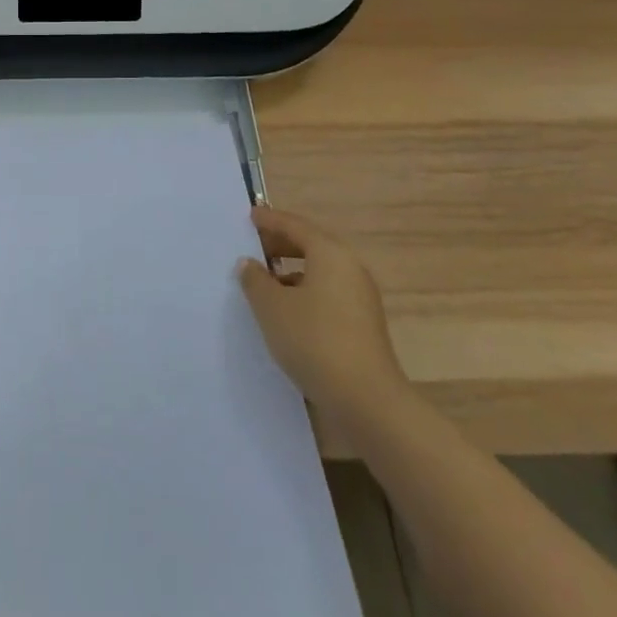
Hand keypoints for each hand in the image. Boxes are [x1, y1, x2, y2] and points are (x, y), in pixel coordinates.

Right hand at [238, 205, 407, 416]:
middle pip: (311, 246)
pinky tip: (286, 312)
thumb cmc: (314, 340)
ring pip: (320, 272)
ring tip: (264, 283)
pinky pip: (328, 294)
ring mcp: (360, 298)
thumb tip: (249, 264)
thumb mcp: (272, 307)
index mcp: (330, 253)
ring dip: (292, 272)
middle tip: (253, 248)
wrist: (367, 400)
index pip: (295, 226)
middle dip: (280, 245)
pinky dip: (305, 293)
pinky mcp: (363, 325)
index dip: (270, 220)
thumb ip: (255, 280)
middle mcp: (350, 268)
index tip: (250, 215)